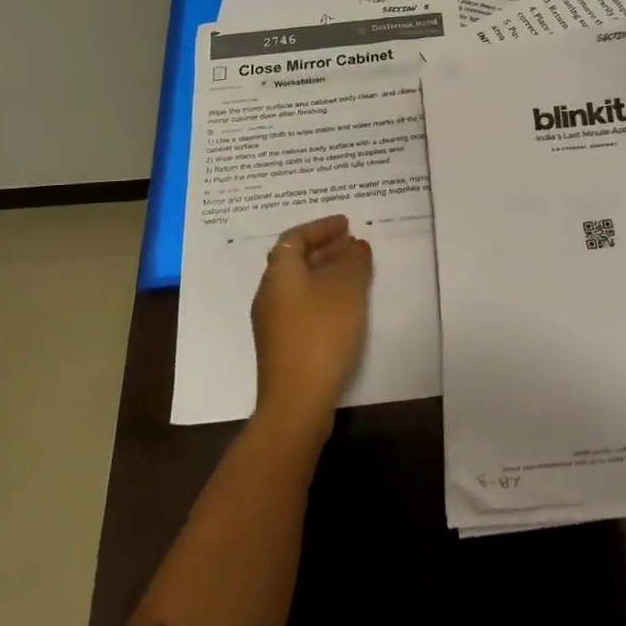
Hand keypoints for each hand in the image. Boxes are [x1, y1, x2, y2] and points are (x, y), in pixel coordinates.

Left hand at [251, 213, 372, 433]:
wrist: (296, 401)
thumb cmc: (321, 334)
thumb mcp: (347, 290)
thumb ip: (354, 262)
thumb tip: (356, 246)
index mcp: (279, 273)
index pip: (296, 237)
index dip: (321, 227)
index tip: (347, 224)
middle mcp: (269, 292)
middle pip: (295, 260)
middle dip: (325, 249)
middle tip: (354, 245)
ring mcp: (272, 321)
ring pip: (299, 284)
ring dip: (325, 273)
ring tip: (355, 272)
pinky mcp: (281, 344)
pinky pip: (302, 305)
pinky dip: (322, 295)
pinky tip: (345, 307)